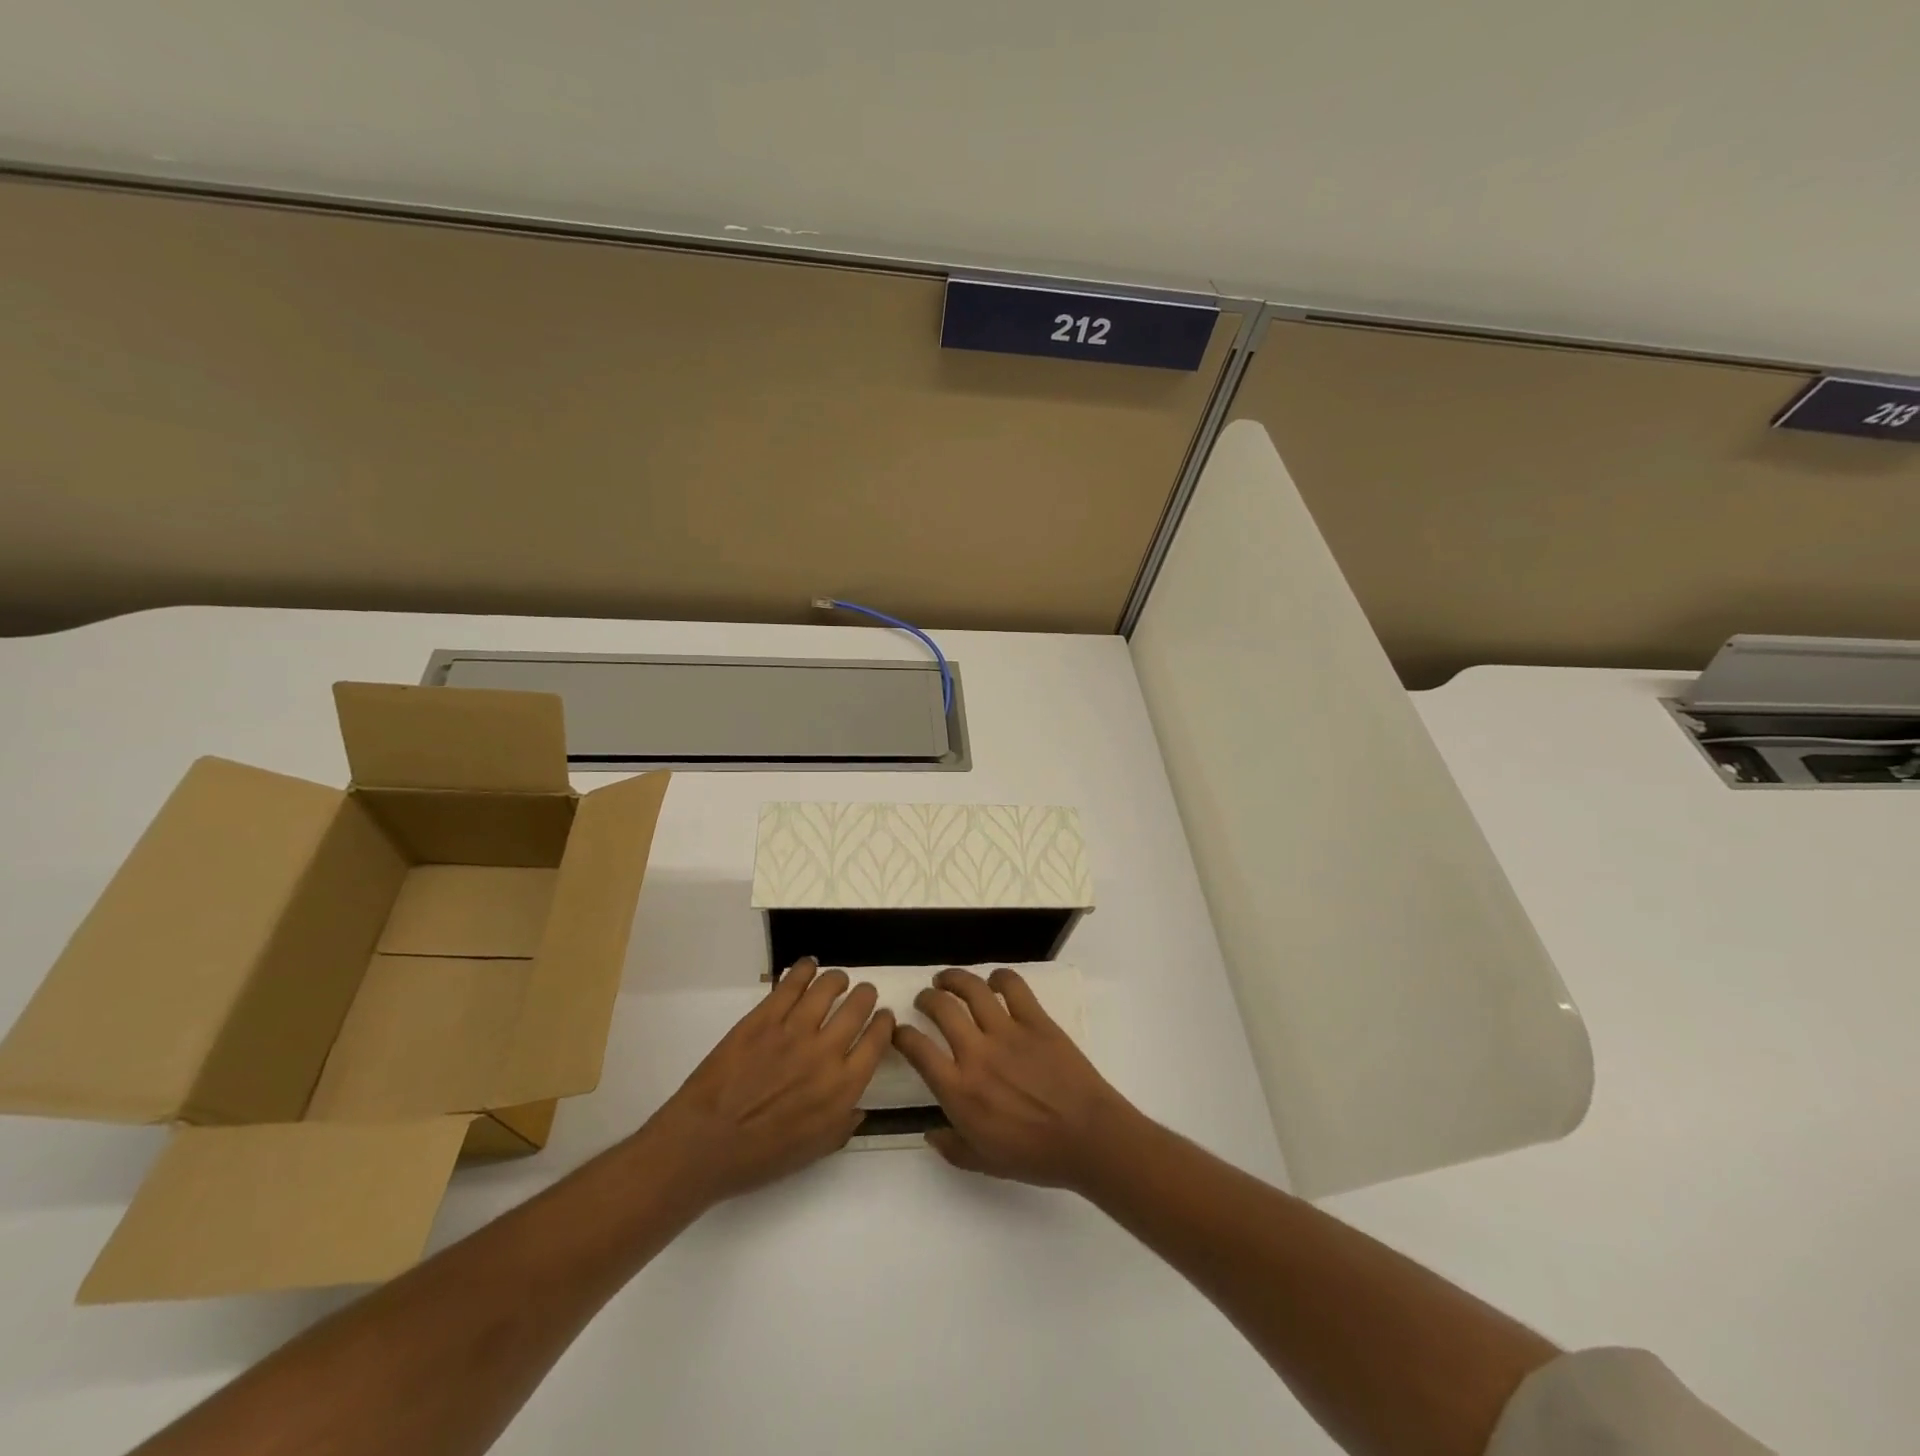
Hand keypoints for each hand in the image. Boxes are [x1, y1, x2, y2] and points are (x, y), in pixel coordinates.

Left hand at [645, 958, 892, 1203]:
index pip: (877, 1040)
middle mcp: (826, 1052)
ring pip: (828, 986)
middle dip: (865, 995)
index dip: (884, 1023)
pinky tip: (808, 967)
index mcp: (843, 1087)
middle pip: (859, 1006)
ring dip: (838, 979)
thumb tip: (858, 1105)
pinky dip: (804, 970)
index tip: (882, 1018)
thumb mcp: (814, 1151)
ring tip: (837, 980)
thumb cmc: (760, 1157)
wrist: (704, 1144)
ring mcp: (793, 1030)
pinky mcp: (764, 1017)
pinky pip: (792, 983)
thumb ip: (843, 1124)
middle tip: (862, 995)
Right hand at [892, 967, 1141, 1190]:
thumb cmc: (1035, 1156)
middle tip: (926, 999)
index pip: (917, 1050)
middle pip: (941, 1008)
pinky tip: (994, 981)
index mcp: (959, 1091)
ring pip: (972, 989)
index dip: (902, 1034)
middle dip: (926, 998)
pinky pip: (1013, 986)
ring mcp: (1007, 1032)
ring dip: (954, 978)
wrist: (1087, 1138)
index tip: (900, 1031)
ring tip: (947, 979)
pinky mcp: (1036, 1020)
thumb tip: (930, 1132)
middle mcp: (977, 1053)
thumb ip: (952, 1147)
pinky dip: (1000, 977)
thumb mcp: (984, 1163)